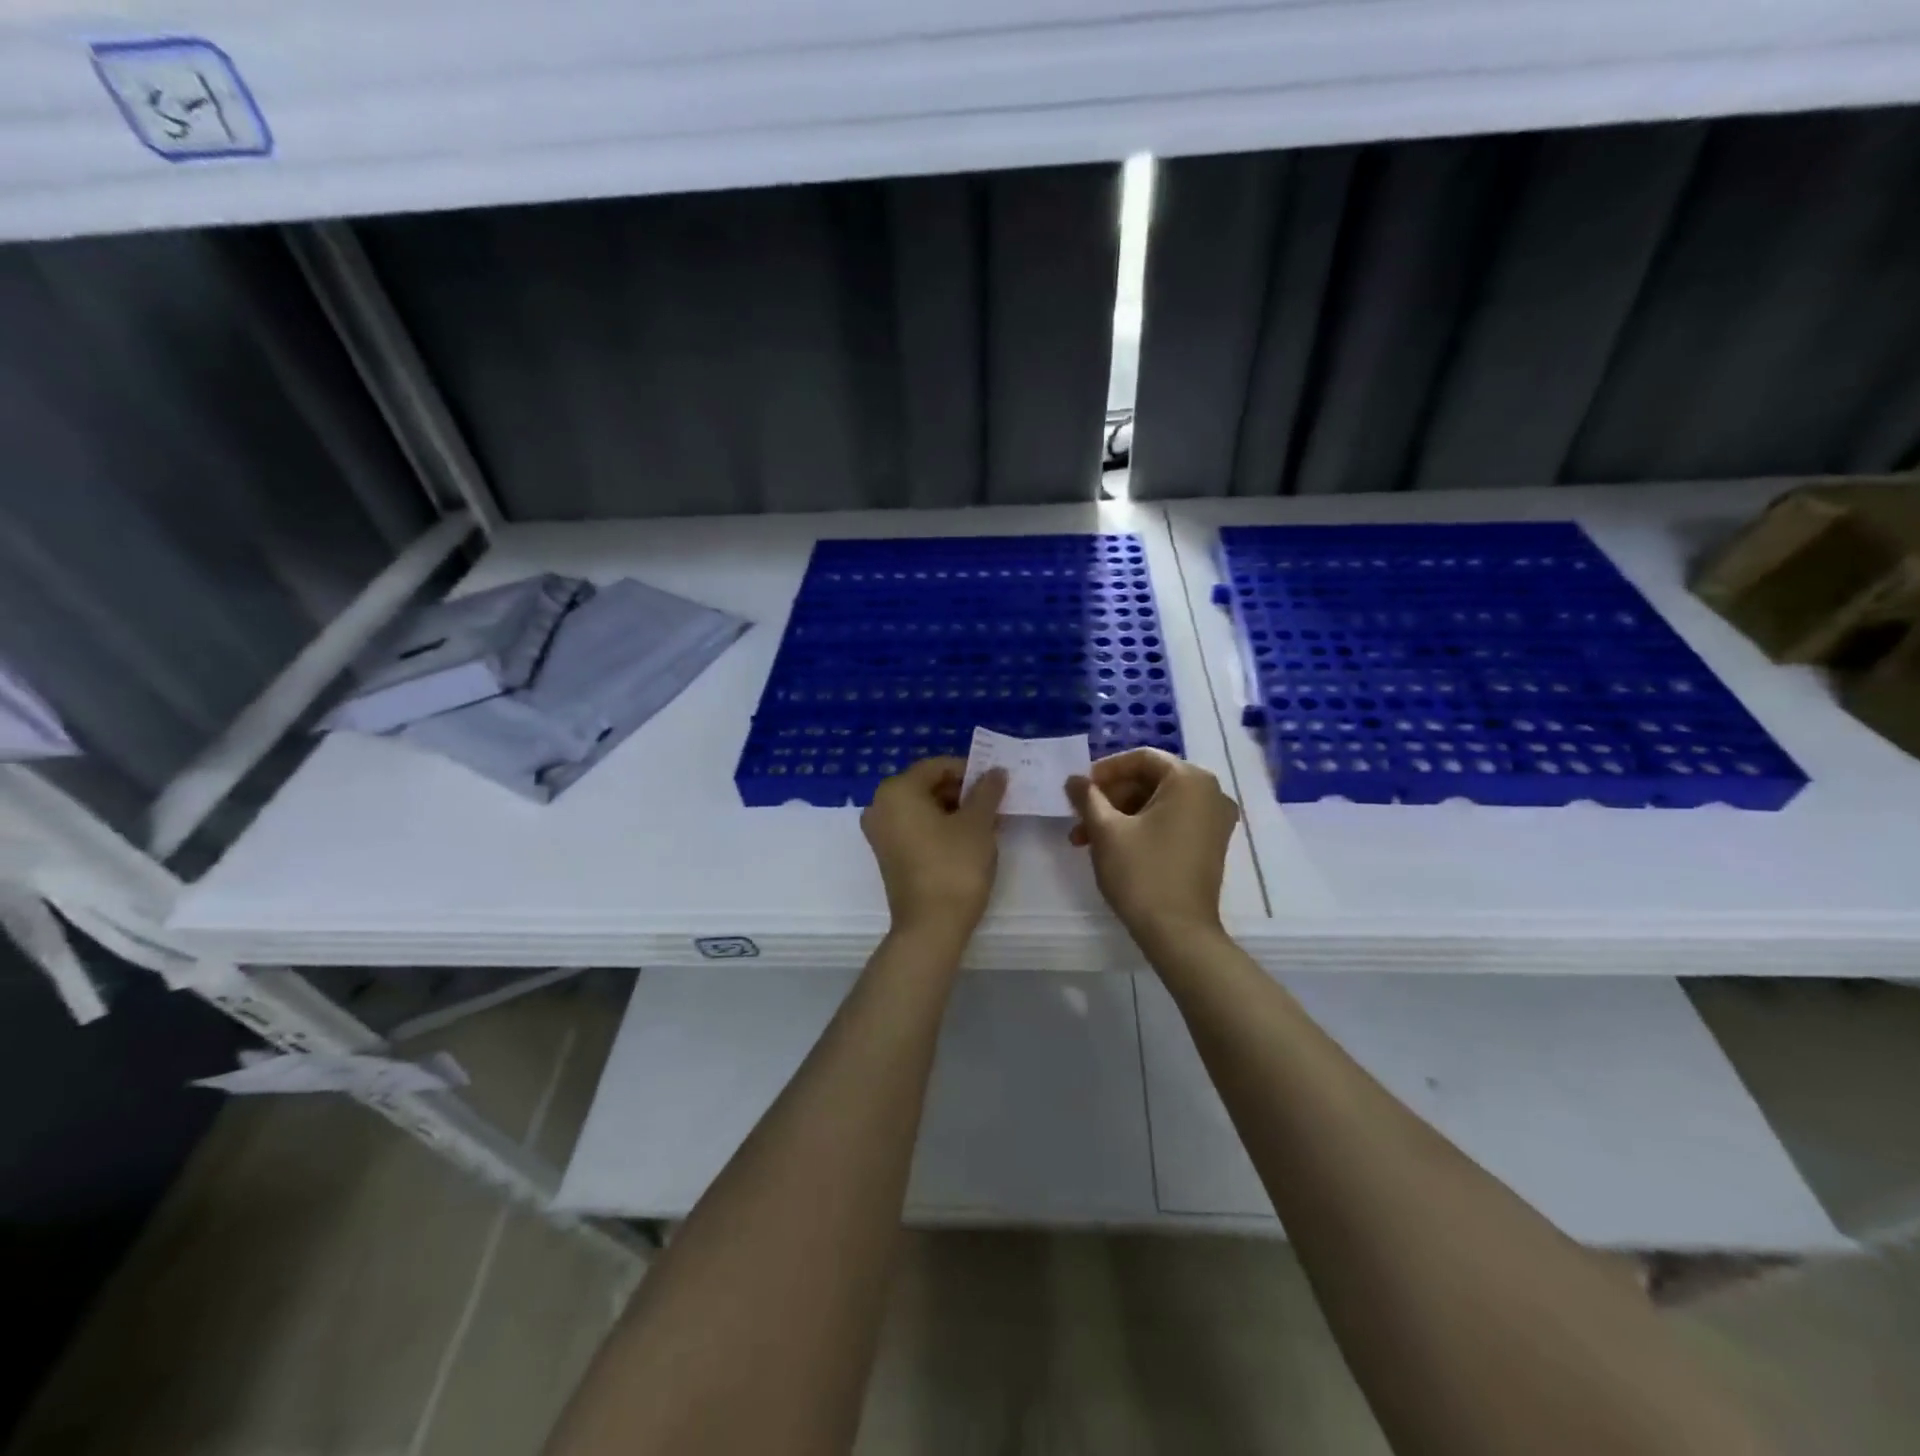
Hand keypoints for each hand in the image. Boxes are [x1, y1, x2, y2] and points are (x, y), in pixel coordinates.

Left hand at [861, 757, 1007, 938]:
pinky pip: (916, 828)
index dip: (970, 771)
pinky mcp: (888, 855)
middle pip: (928, 786)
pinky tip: (970, 840)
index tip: (996, 783)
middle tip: (995, 804)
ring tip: (989, 823)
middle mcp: (880, 806)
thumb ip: (987, 791)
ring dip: (956, 811)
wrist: (930, 927)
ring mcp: (881, 833)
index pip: (938, 766)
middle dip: (963, 792)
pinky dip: (941, 828)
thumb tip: (995, 771)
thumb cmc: (954, 866)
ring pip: (924, 809)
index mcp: (897, 790)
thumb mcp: (978, 823)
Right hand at [1066, 748, 1239, 940]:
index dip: (1107, 770)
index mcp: (1190, 780)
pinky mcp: (1210, 844)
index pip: (1142, 758)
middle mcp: (1210, 793)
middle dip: (1110, 798)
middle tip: (1079, 817)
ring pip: (1158, 803)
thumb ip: (1088, 797)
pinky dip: (1141, 827)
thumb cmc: (1142, 873)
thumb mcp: (1106, 830)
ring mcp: (1214, 821)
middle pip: (1150, 780)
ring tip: (1086, 839)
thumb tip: (1074, 779)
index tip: (1081, 788)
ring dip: (1120, 815)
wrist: (1178, 933)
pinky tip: (1113, 847)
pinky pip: (1172, 821)